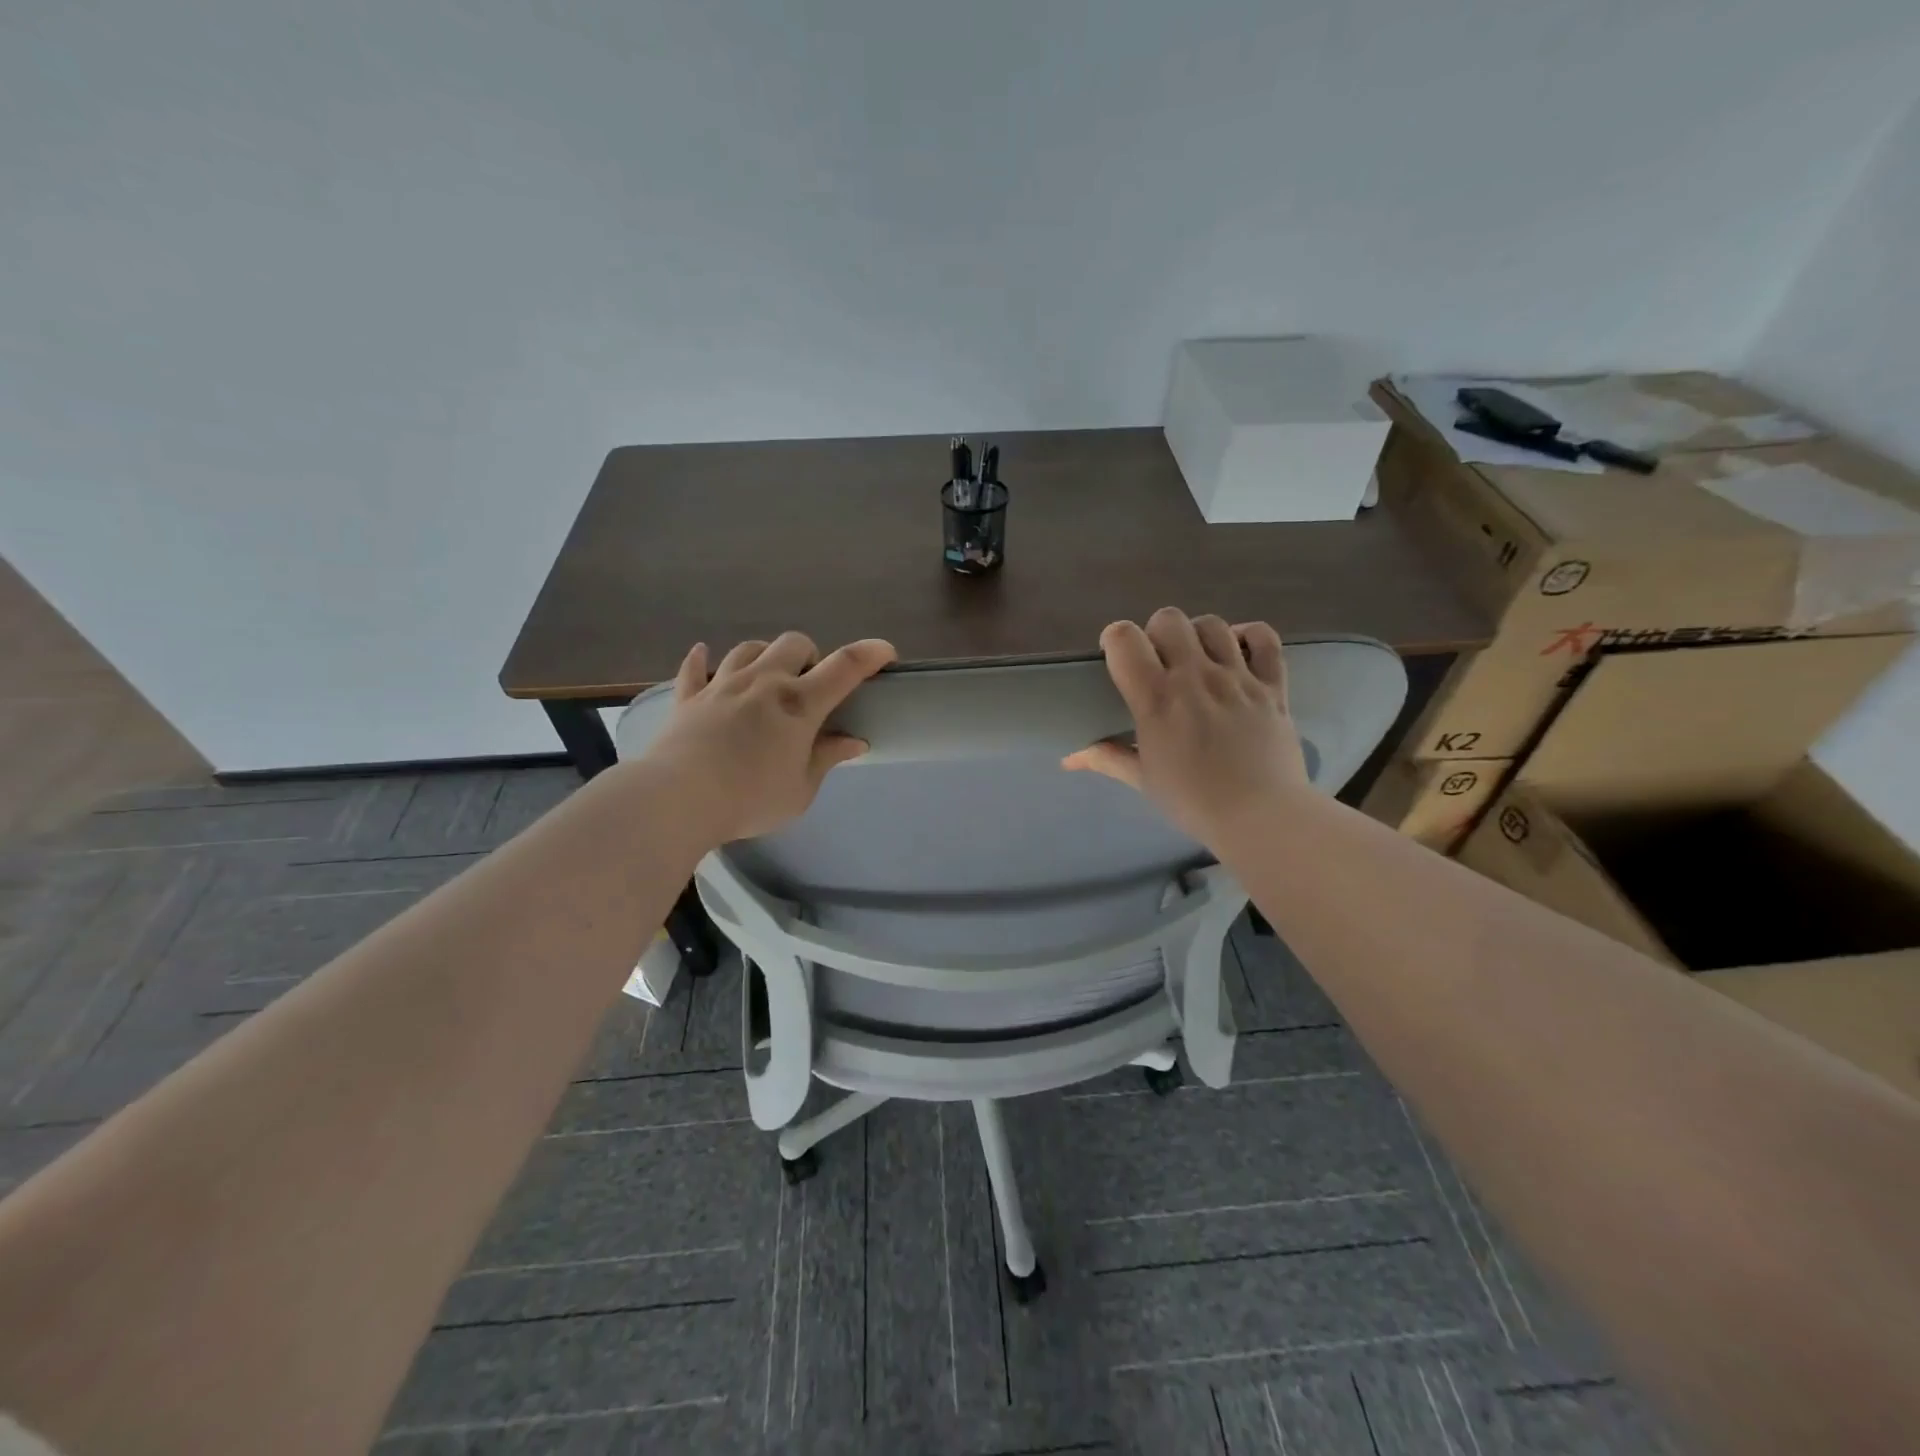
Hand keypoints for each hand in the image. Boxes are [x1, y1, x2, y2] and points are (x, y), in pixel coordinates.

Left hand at [639, 631, 896, 842]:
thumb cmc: (750, 799)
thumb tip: (855, 741)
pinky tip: (703, 654)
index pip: (844, 667)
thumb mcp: (800, 790)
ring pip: (749, 648)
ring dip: (765, 655)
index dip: (869, 653)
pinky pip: (695, 668)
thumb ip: (826, 758)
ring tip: (767, 675)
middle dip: (810, 655)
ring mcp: (722, 685)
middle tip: (809, 684)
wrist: (678, 799)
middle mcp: (763, 682)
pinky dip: (701, 660)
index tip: (885, 651)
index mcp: (799, 704)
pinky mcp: (689, 697)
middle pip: (793, 643)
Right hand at [1063, 608, 1308, 843]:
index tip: (1117, 655)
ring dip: (1198, 636)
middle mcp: (1195, 677)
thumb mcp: (1143, 780)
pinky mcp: (1273, 685)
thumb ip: (1107, 758)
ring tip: (1198, 659)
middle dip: (1157, 633)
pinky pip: (1265, 639)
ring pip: (1213, 624)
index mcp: (1157, 698)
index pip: (1125, 638)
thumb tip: (1069, 758)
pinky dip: (1249, 637)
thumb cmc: (1193, 801)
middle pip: (1169, 619)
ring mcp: (1238, 677)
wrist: (1261, 817)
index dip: (1116, 638)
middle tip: (1159, 661)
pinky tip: (1238, 653)